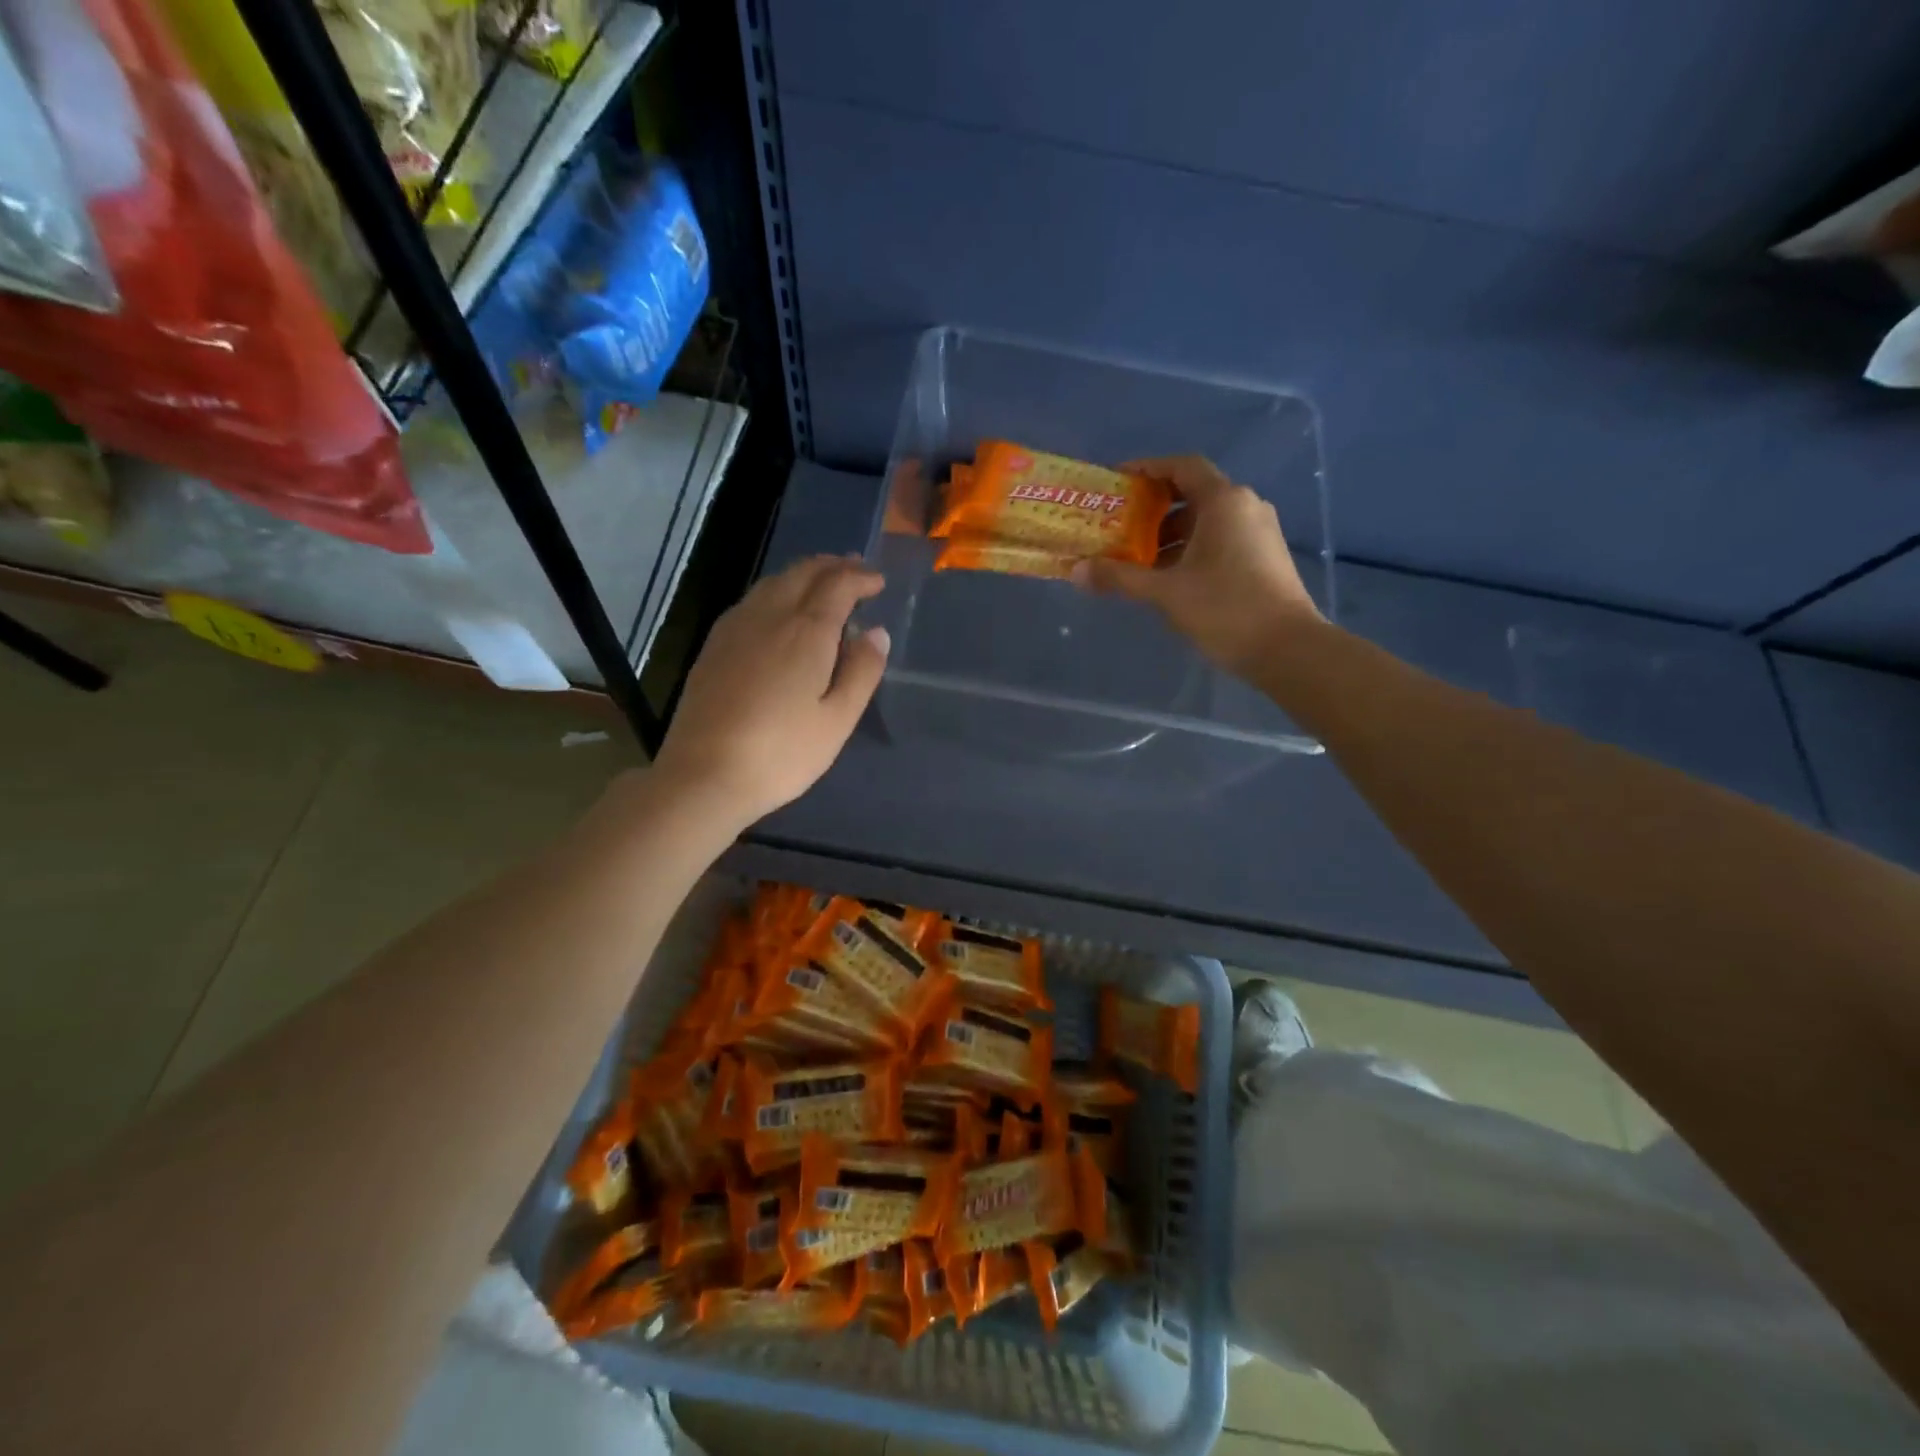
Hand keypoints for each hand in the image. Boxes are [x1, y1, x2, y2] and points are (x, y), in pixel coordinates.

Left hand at [654, 556, 888, 827]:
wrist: (704, 775)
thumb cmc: (782, 753)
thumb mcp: (837, 720)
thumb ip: (862, 672)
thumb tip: (876, 632)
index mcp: (806, 631)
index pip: (838, 585)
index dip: (861, 578)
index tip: (877, 582)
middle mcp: (770, 616)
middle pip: (803, 573)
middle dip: (832, 566)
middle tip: (855, 571)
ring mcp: (736, 627)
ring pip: (774, 582)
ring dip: (803, 575)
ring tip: (822, 583)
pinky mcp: (714, 645)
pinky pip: (752, 600)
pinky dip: (777, 591)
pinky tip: (779, 610)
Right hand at [1073, 455, 1322, 675]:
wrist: (1288, 648)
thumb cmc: (1225, 609)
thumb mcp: (1166, 592)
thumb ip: (1120, 577)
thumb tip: (1077, 571)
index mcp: (1224, 501)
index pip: (1182, 467)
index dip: (1148, 468)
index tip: (1119, 480)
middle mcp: (1245, 506)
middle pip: (1193, 493)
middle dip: (1154, 508)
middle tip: (1120, 525)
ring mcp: (1259, 532)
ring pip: (1207, 520)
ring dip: (1171, 534)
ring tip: (1138, 558)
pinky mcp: (1264, 557)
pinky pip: (1221, 539)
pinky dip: (1192, 548)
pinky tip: (1170, 577)